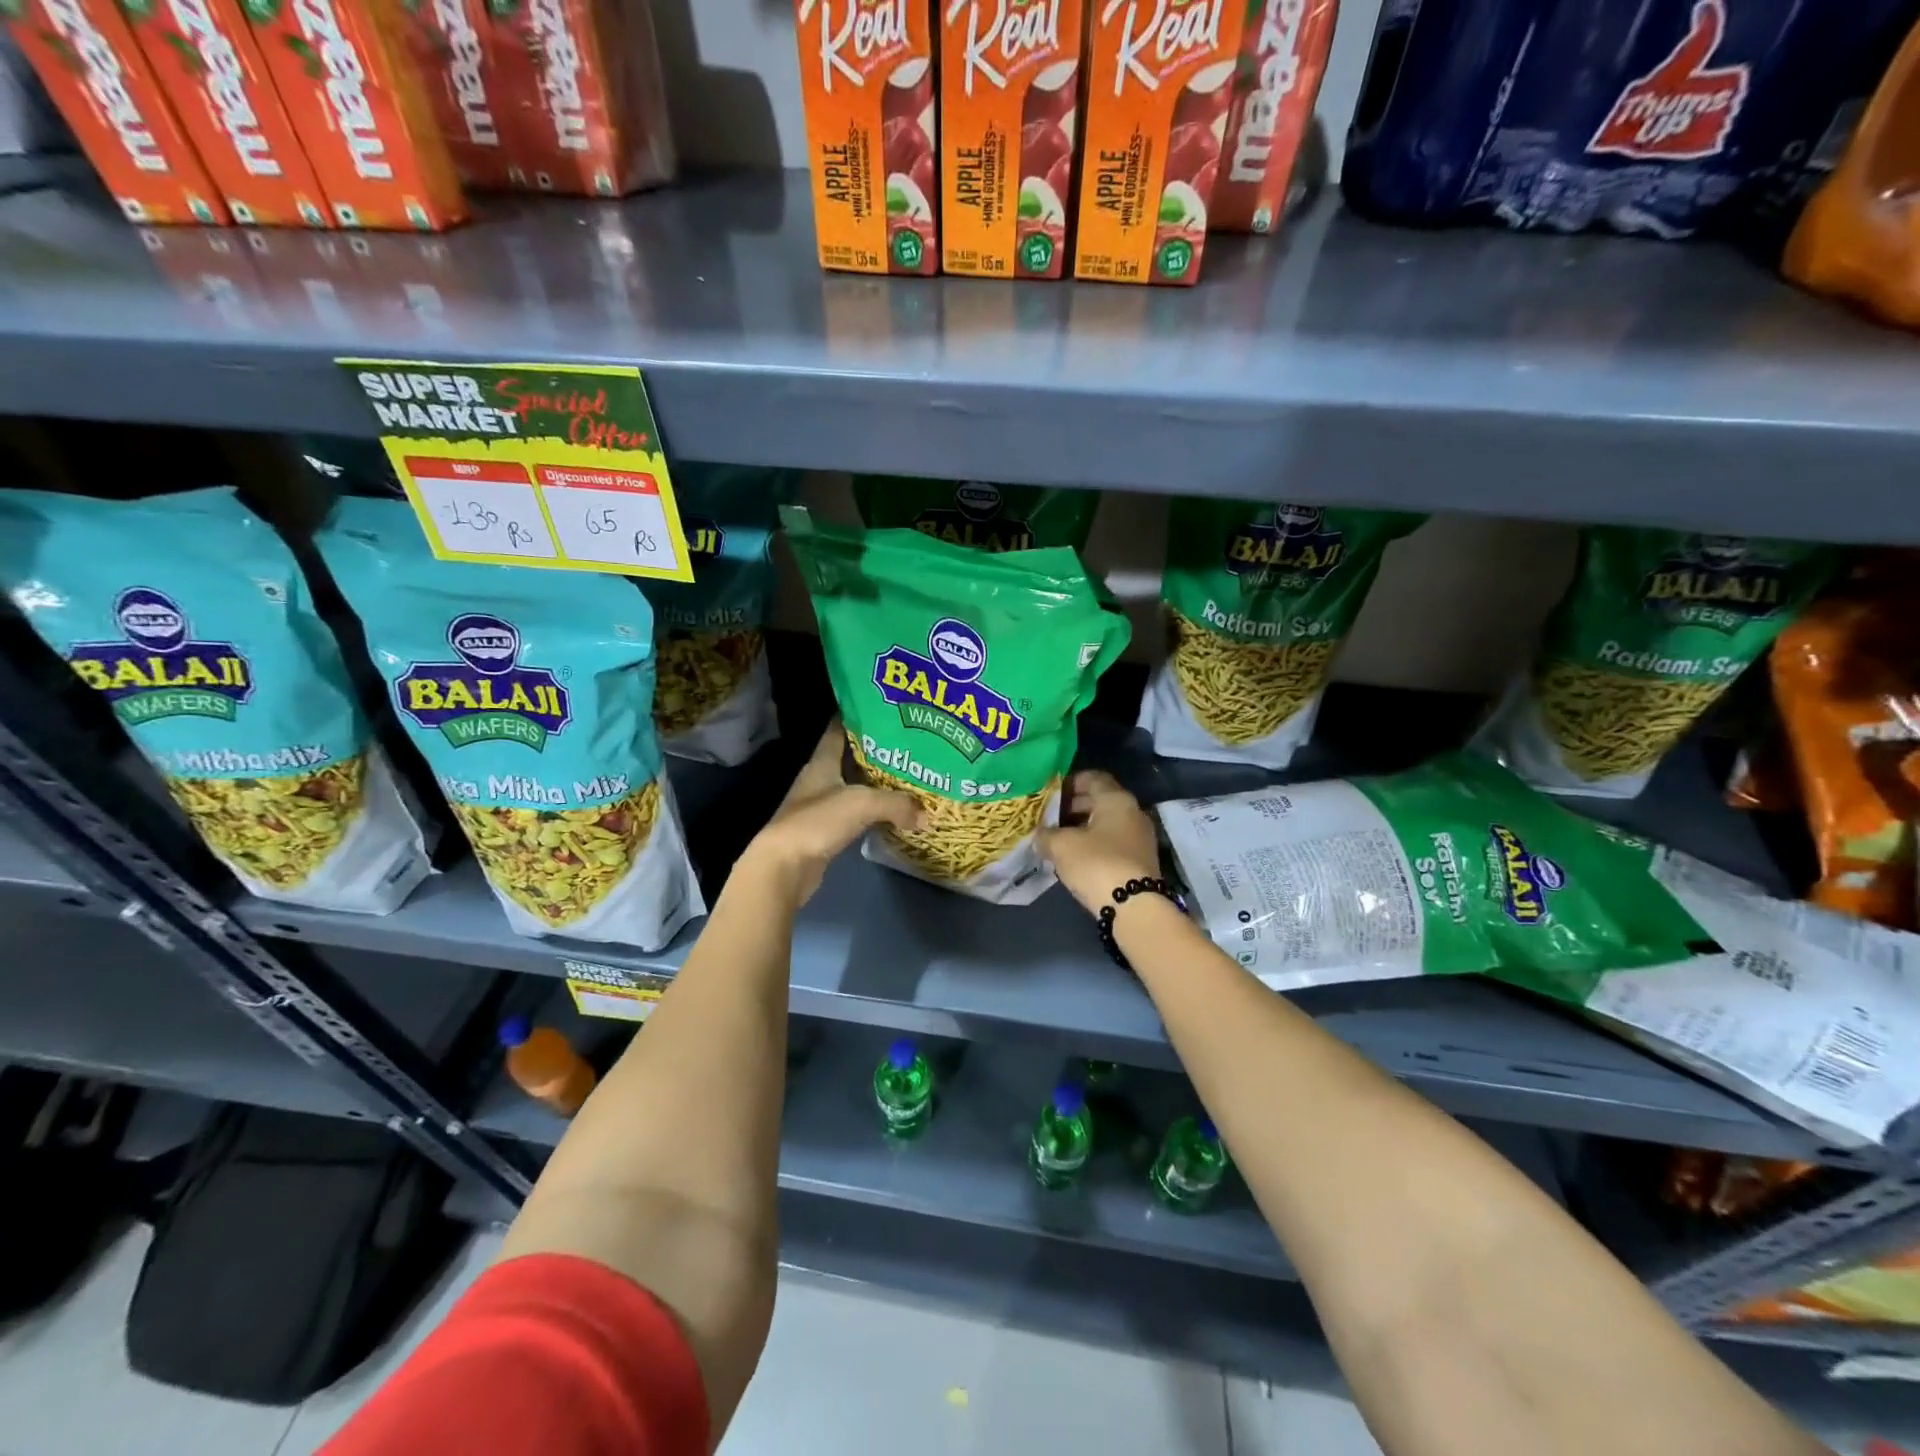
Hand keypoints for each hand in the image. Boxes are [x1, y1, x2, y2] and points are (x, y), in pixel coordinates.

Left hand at [736, 720, 919, 906]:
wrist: (785, 867)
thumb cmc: (818, 821)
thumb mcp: (863, 803)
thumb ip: (897, 804)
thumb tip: (926, 816)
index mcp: (822, 762)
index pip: (837, 730)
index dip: (856, 718)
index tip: (882, 711)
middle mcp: (819, 780)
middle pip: (849, 759)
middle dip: (876, 752)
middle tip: (907, 746)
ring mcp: (819, 807)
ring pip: (853, 788)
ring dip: (875, 785)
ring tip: (906, 778)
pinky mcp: (825, 832)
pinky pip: (854, 815)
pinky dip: (872, 813)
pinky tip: (892, 813)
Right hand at [1038, 771, 1161, 917]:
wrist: (1134, 907)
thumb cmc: (1097, 864)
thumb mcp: (1061, 846)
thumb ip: (1046, 835)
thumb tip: (1041, 835)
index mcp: (1116, 799)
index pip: (1093, 777)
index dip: (1070, 782)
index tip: (1050, 793)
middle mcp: (1133, 812)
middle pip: (1100, 800)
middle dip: (1073, 806)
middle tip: (1049, 818)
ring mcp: (1140, 837)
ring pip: (1106, 823)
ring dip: (1083, 828)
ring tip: (1058, 839)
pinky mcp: (1140, 860)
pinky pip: (1113, 842)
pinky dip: (1094, 844)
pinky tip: (1075, 858)